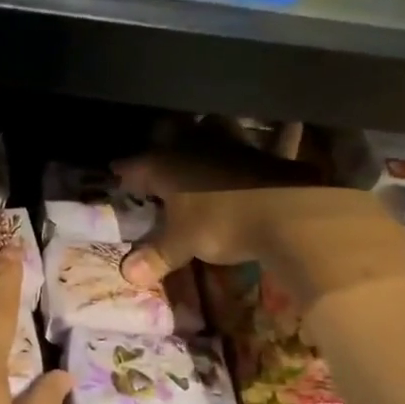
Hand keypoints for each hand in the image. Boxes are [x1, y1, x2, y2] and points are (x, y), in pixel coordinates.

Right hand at [115, 141, 404, 306]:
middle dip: (161, 145)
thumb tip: (127, 273)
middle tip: (157, 162)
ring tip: (199, 153)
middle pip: (169, 134)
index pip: (133, 166)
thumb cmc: (219, 224)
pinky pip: (249, 145)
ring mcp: (229, 144)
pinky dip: (250, 149)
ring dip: (203, 138)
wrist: (286, 211)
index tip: (118, 179)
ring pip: (208, 130)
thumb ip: (156, 255)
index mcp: (164, 164)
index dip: (124, 174)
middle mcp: (192, 146)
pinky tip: (258, 153)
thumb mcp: (183, 245)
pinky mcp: (261, 151)